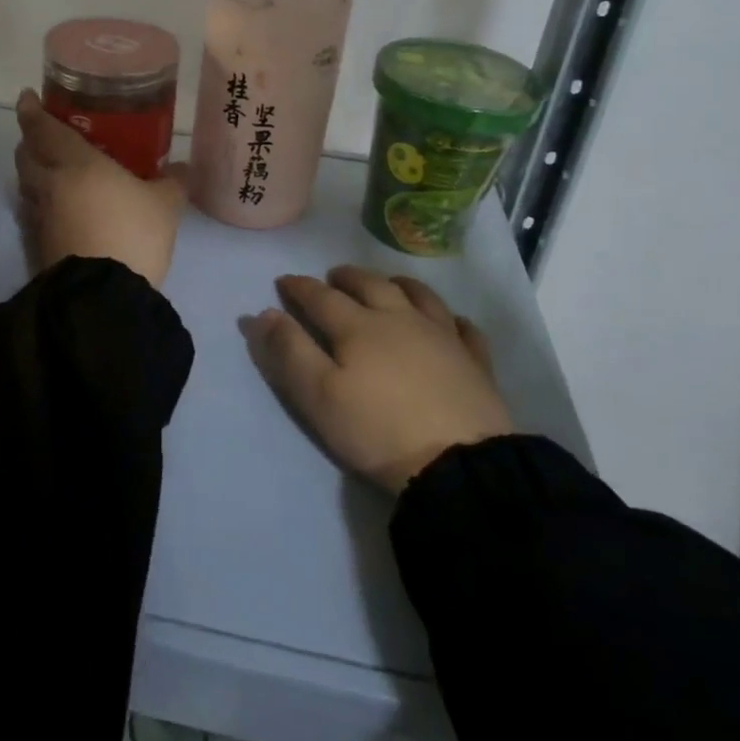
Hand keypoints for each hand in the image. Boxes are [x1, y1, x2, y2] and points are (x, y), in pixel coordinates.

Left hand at [14, 89, 187, 288]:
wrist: (103, 294)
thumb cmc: (132, 233)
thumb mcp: (165, 205)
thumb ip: (173, 181)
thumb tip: (182, 168)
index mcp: (75, 163)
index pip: (43, 129)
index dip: (31, 111)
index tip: (26, 97)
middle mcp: (50, 185)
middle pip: (26, 155)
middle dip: (30, 141)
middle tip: (45, 134)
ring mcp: (41, 218)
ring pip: (27, 185)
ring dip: (34, 172)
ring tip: (54, 170)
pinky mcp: (40, 246)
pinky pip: (35, 213)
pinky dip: (42, 202)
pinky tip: (60, 209)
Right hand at [249, 266, 512, 492]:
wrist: (458, 464)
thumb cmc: (378, 430)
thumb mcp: (318, 396)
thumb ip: (289, 351)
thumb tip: (264, 313)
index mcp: (358, 327)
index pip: (321, 297)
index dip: (299, 287)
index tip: (284, 281)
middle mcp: (400, 319)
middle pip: (370, 285)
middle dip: (347, 277)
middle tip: (333, 276)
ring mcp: (443, 337)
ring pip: (419, 296)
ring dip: (397, 284)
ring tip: (388, 284)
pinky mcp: (475, 362)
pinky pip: (464, 328)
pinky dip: (452, 319)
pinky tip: (450, 322)